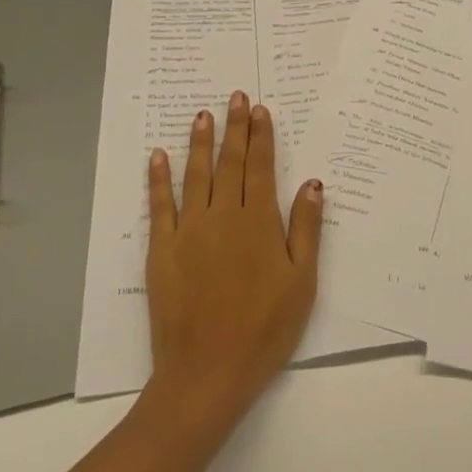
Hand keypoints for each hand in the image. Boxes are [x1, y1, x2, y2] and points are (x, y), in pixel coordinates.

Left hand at [144, 91, 322, 439]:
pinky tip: (158, 157)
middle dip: (235, 128)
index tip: (261, 110)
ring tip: (202, 115)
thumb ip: (306, 228)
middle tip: (236, 97)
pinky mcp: (161, 251)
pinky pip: (159, 206)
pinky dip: (158, 180)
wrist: (207, 374)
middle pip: (229, 163)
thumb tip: (313, 182)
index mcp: (259, 223)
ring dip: (200, 143)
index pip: (261, 168)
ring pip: (195, 176)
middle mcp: (223, 217)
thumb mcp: (302, 282)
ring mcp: (188, 232)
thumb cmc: (265, 329)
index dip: (262, 137)